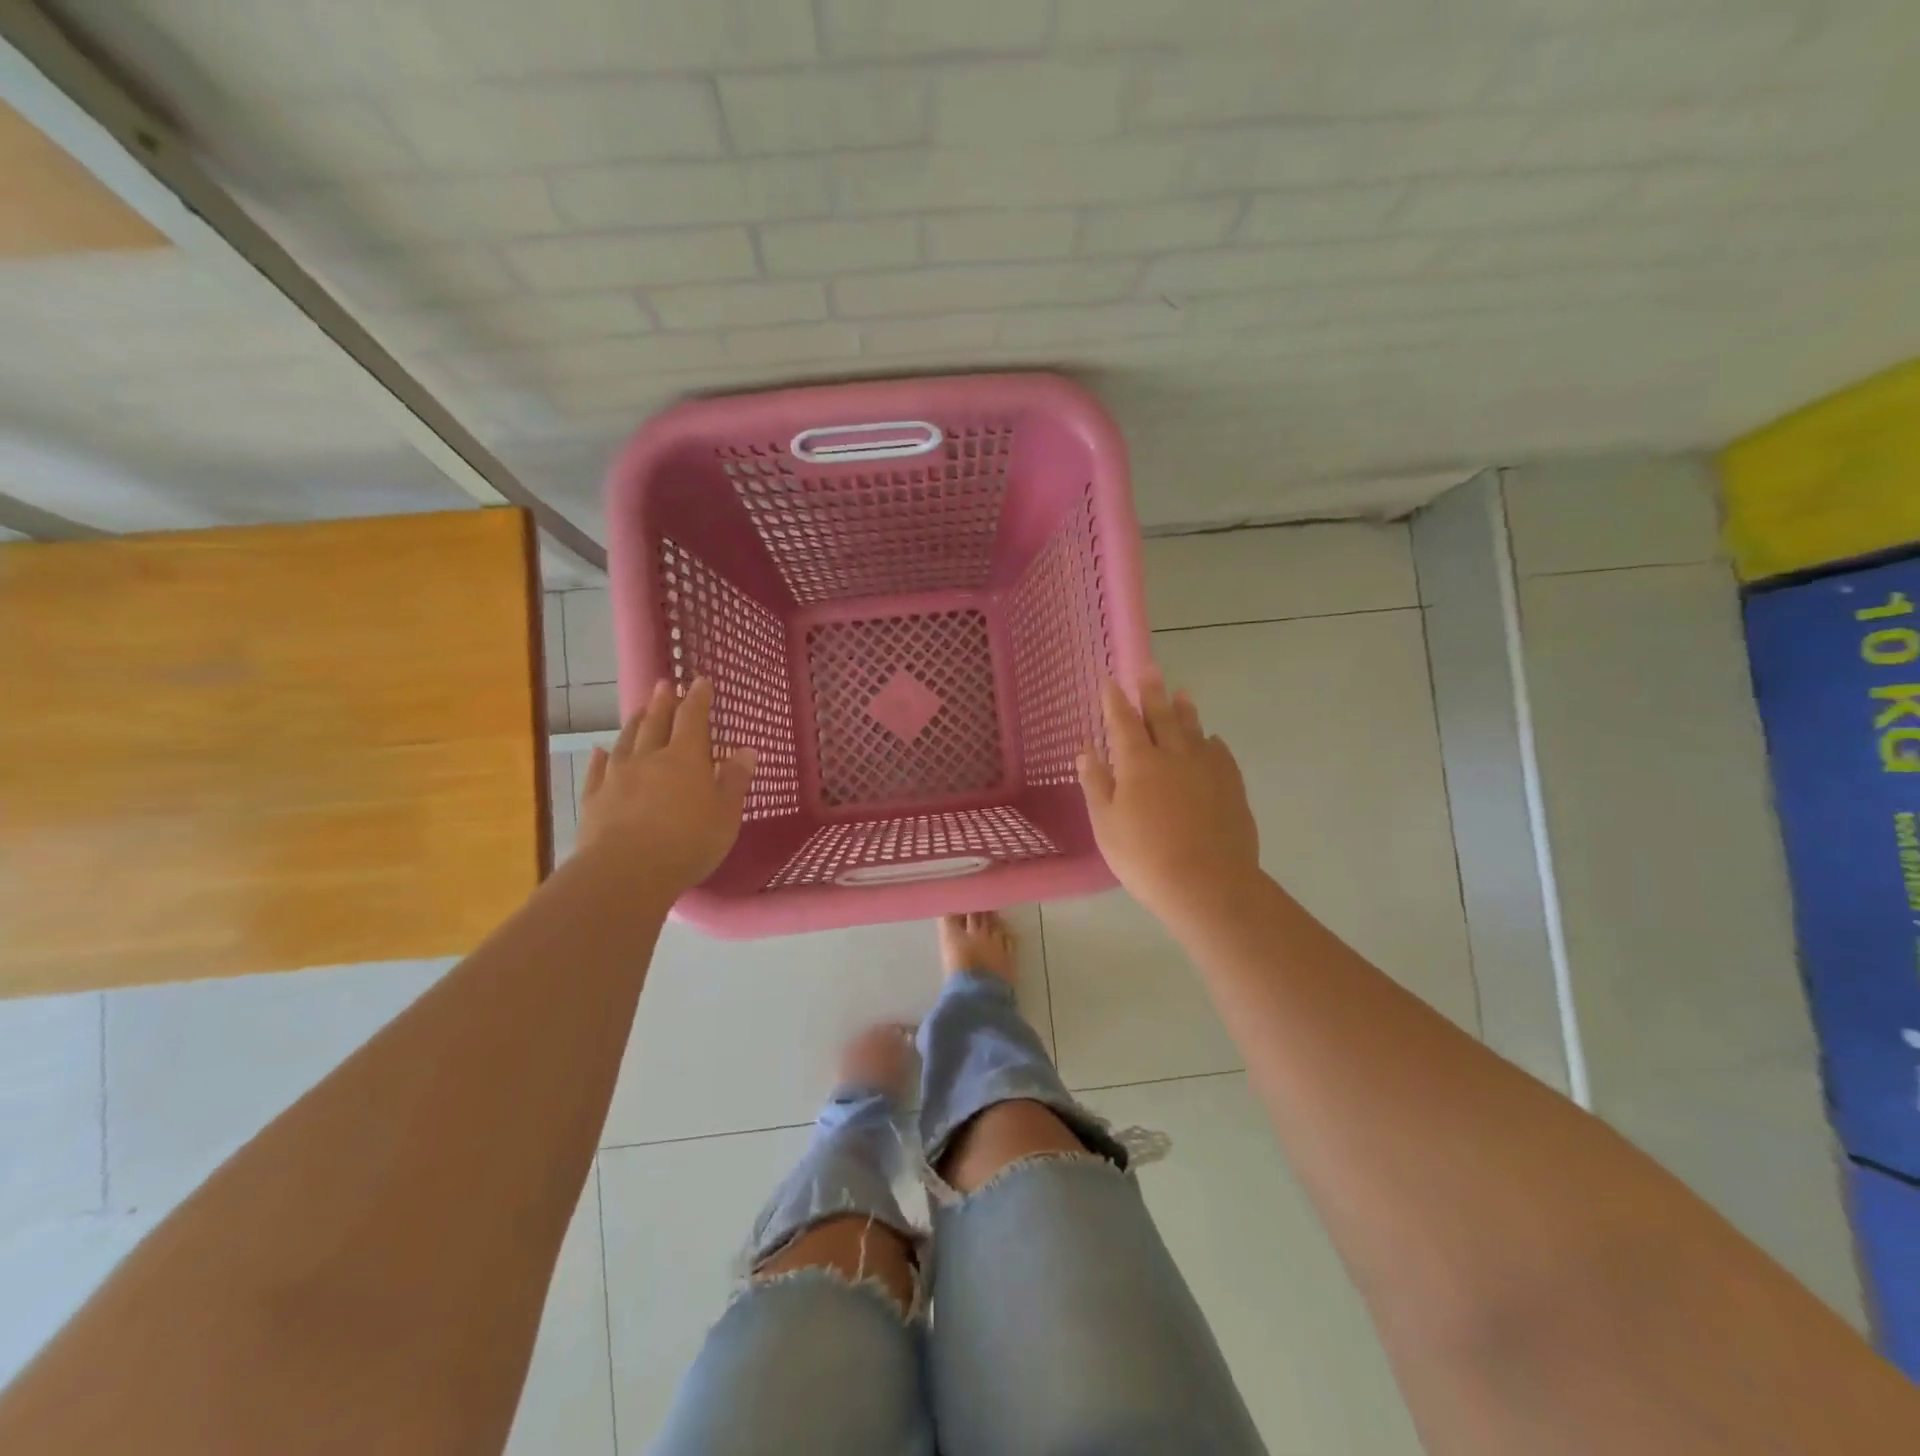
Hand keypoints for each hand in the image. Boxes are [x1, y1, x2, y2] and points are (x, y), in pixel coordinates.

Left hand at [576, 678, 755, 893]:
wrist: (626, 871)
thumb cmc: (688, 842)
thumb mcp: (726, 814)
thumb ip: (735, 780)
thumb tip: (746, 750)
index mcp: (686, 758)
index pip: (693, 718)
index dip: (698, 698)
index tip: (700, 681)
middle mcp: (649, 758)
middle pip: (656, 723)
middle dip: (663, 702)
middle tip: (664, 683)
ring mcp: (617, 777)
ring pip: (626, 741)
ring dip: (634, 723)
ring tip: (639, 710)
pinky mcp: (594, 799)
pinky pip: (596, 770)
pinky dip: (599, 758)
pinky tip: (599, 750)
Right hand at [1077, 674, 1260, 920]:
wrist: (1208, 883)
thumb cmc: (1145, 857)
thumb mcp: (1106, 824)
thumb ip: (1096, 783)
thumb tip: (1086, 749)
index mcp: (1138, 763)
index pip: (1122, 722)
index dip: (1115, 700)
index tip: (1110, 679)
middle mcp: (1173, 755)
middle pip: (1161, 716)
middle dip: (1152, 692)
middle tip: (1150, 668)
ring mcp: (1207, 768)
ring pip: (1194, 729)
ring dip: (1185, 710)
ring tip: (1182, 693)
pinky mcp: (1231, 786)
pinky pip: (1220, 753)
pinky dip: (1211, 742)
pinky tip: (1211, 741)